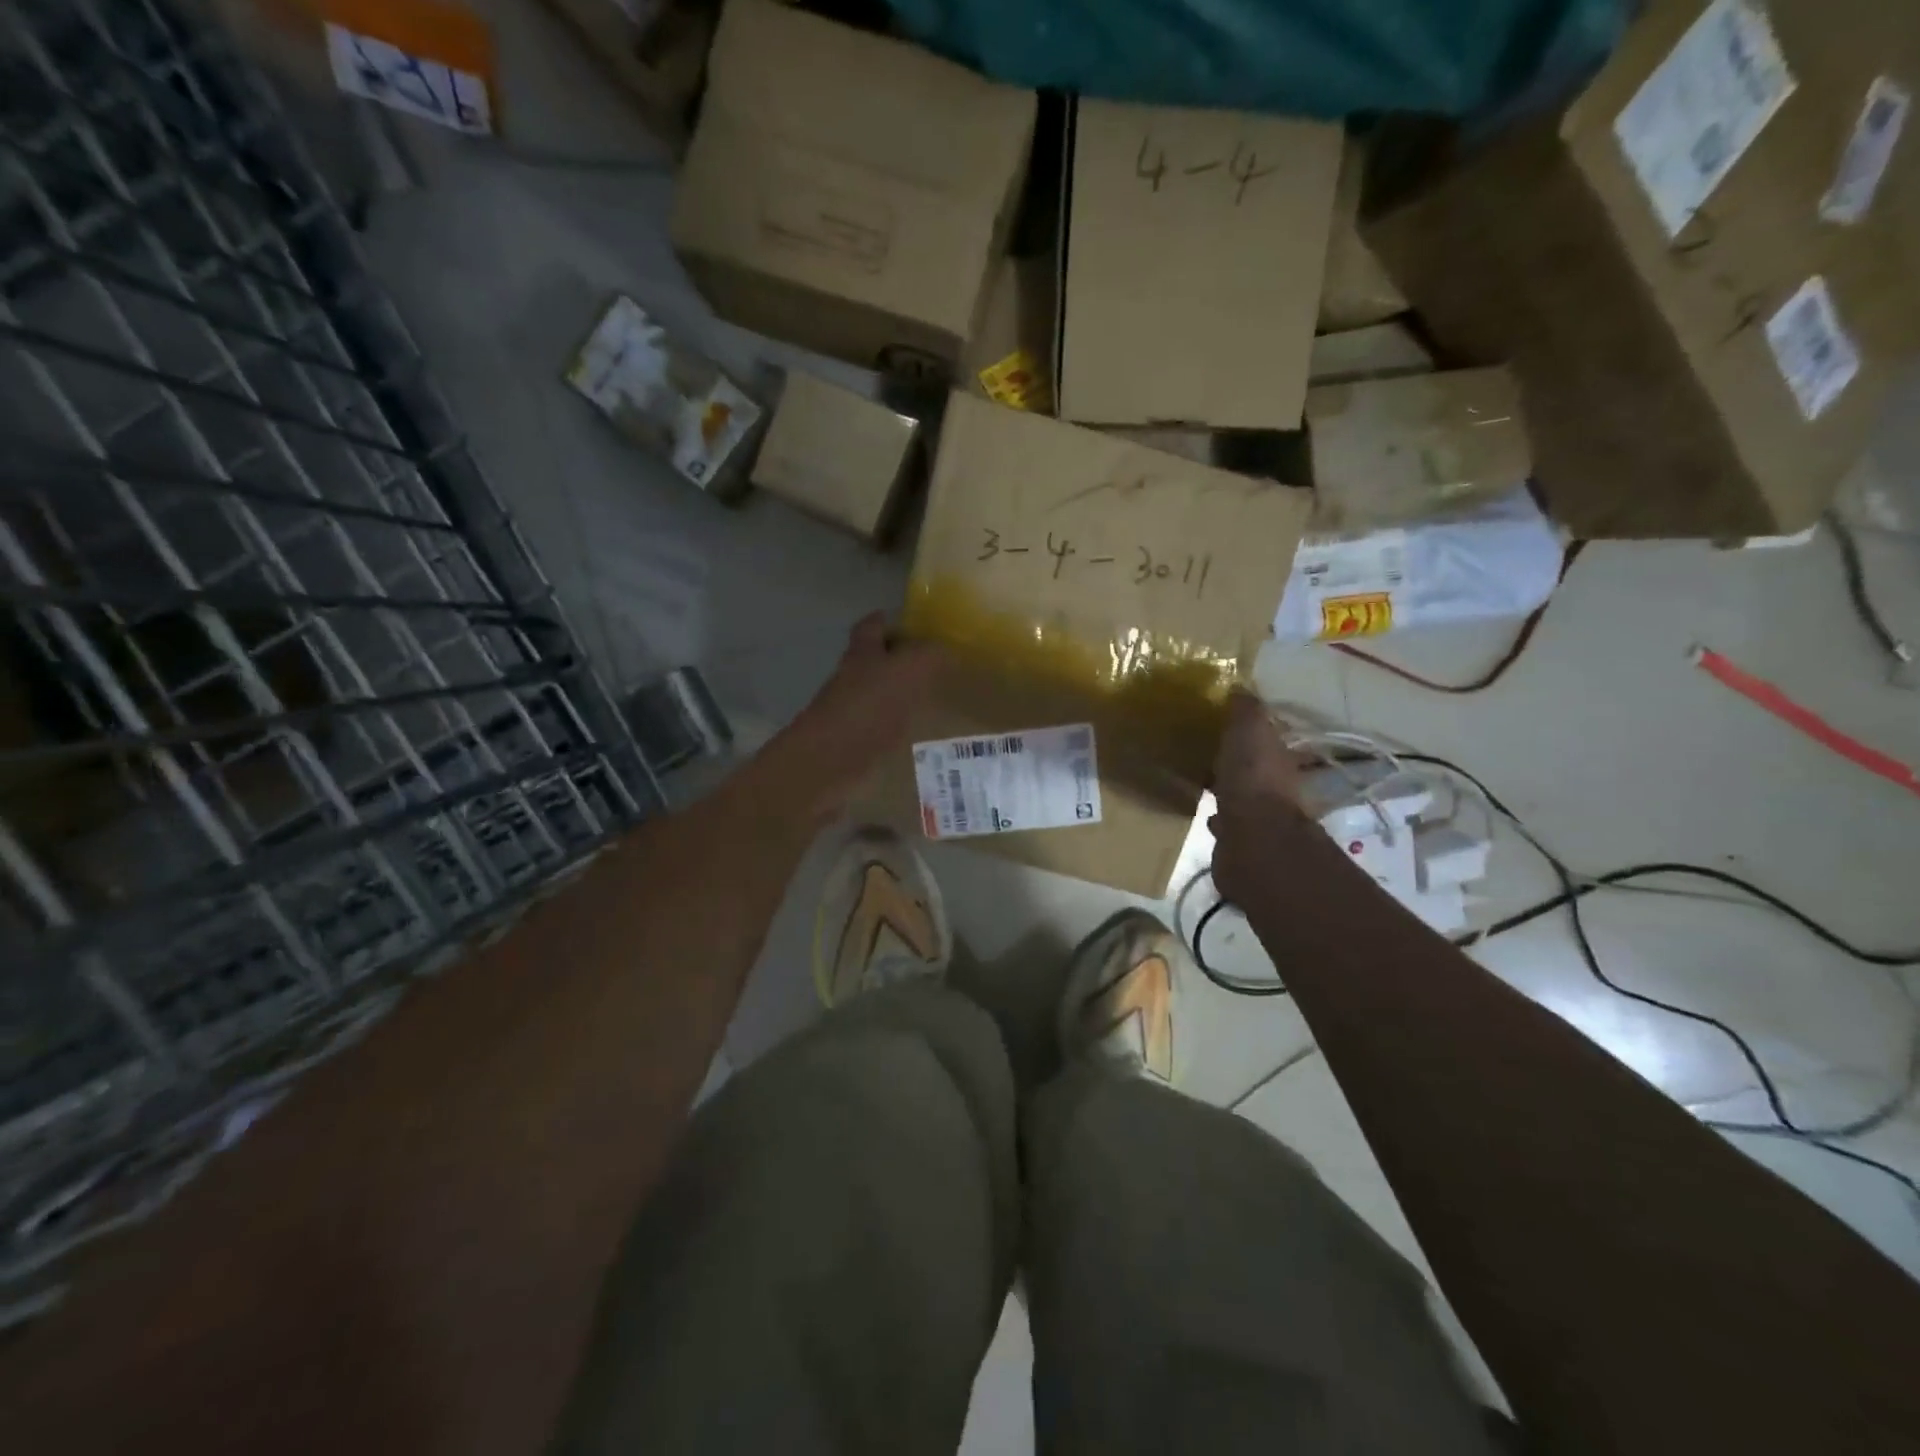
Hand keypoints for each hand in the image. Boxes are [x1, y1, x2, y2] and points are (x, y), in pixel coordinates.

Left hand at [761, 613, 941, 823]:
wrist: (830, 763)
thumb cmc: (868, 708)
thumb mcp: (907, 671)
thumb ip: (929, 654)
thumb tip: (946, 649)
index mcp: (862, 654)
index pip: (872, 627)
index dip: (888, 621)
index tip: (914, 625)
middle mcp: (853, 679)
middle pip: (875, 661)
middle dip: (900, 660)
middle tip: (935, 665)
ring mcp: (853, 713)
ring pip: (881, 695)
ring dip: (903, 695)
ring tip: (937, 699)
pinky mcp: (857, 744)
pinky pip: (884, 728)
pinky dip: (901, 727)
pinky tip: (923, 734)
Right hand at [1208, 691, 1312, 905]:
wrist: (1254, 839)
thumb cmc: (1252, 779)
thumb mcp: (1250, 731)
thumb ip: (1246, 710)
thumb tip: (1241, 687)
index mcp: (1278, 757)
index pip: (1265, 737)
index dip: (1247, 728)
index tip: (1222, 721)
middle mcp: (1274, 786)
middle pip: (1253, 767)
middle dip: (1235, 759)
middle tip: (1205, 748)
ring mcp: (1259, 815)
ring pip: (1241, 794)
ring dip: (1226, 787)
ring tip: (1201, 778)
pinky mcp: (1240, 840)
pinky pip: (1228, 822)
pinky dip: (1218, 815)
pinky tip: (1205, 812)